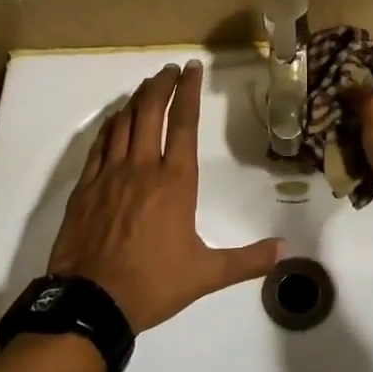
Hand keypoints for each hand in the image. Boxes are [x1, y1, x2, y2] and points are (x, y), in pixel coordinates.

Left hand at [48, 61, 282, 331]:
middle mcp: (141, 168)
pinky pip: (98, 144)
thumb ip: (247, 261)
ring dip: (136, 100)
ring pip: (123, 123)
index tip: (191, 69)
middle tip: (169, 69)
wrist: (90, 302)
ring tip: (146, 86)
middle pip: (150, 112)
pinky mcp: (85, 187)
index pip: (185, 124)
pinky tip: (115, 119)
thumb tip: (286, 251)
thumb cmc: (153, 284)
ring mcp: (109, 175)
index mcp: (175, 182)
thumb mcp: (206, 274)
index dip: (189, 92)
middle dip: (161, 85)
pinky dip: (110, 125)